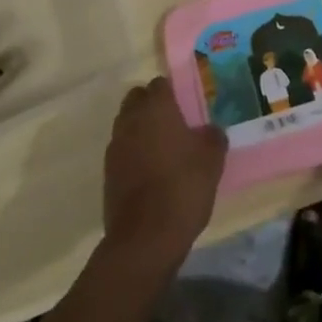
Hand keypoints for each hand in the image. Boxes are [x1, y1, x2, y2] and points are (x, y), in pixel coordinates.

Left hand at [102, 77, 225, 268]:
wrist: (145, 237)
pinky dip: (133, 153)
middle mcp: (131, 120)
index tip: (186, 105)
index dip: (172, 92)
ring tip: (163, 149)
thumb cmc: (183, 187)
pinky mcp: (107, 172)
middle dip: (151, 105)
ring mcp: (115, 146)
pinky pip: (122, 150)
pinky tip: (150, 172)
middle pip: (137, 99)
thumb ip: (213, 136)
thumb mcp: (212, 160)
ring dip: (140, 129)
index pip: (159, 84)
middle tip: (174, 123)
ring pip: (126, 124)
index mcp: (156, 108)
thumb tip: (210, 131)